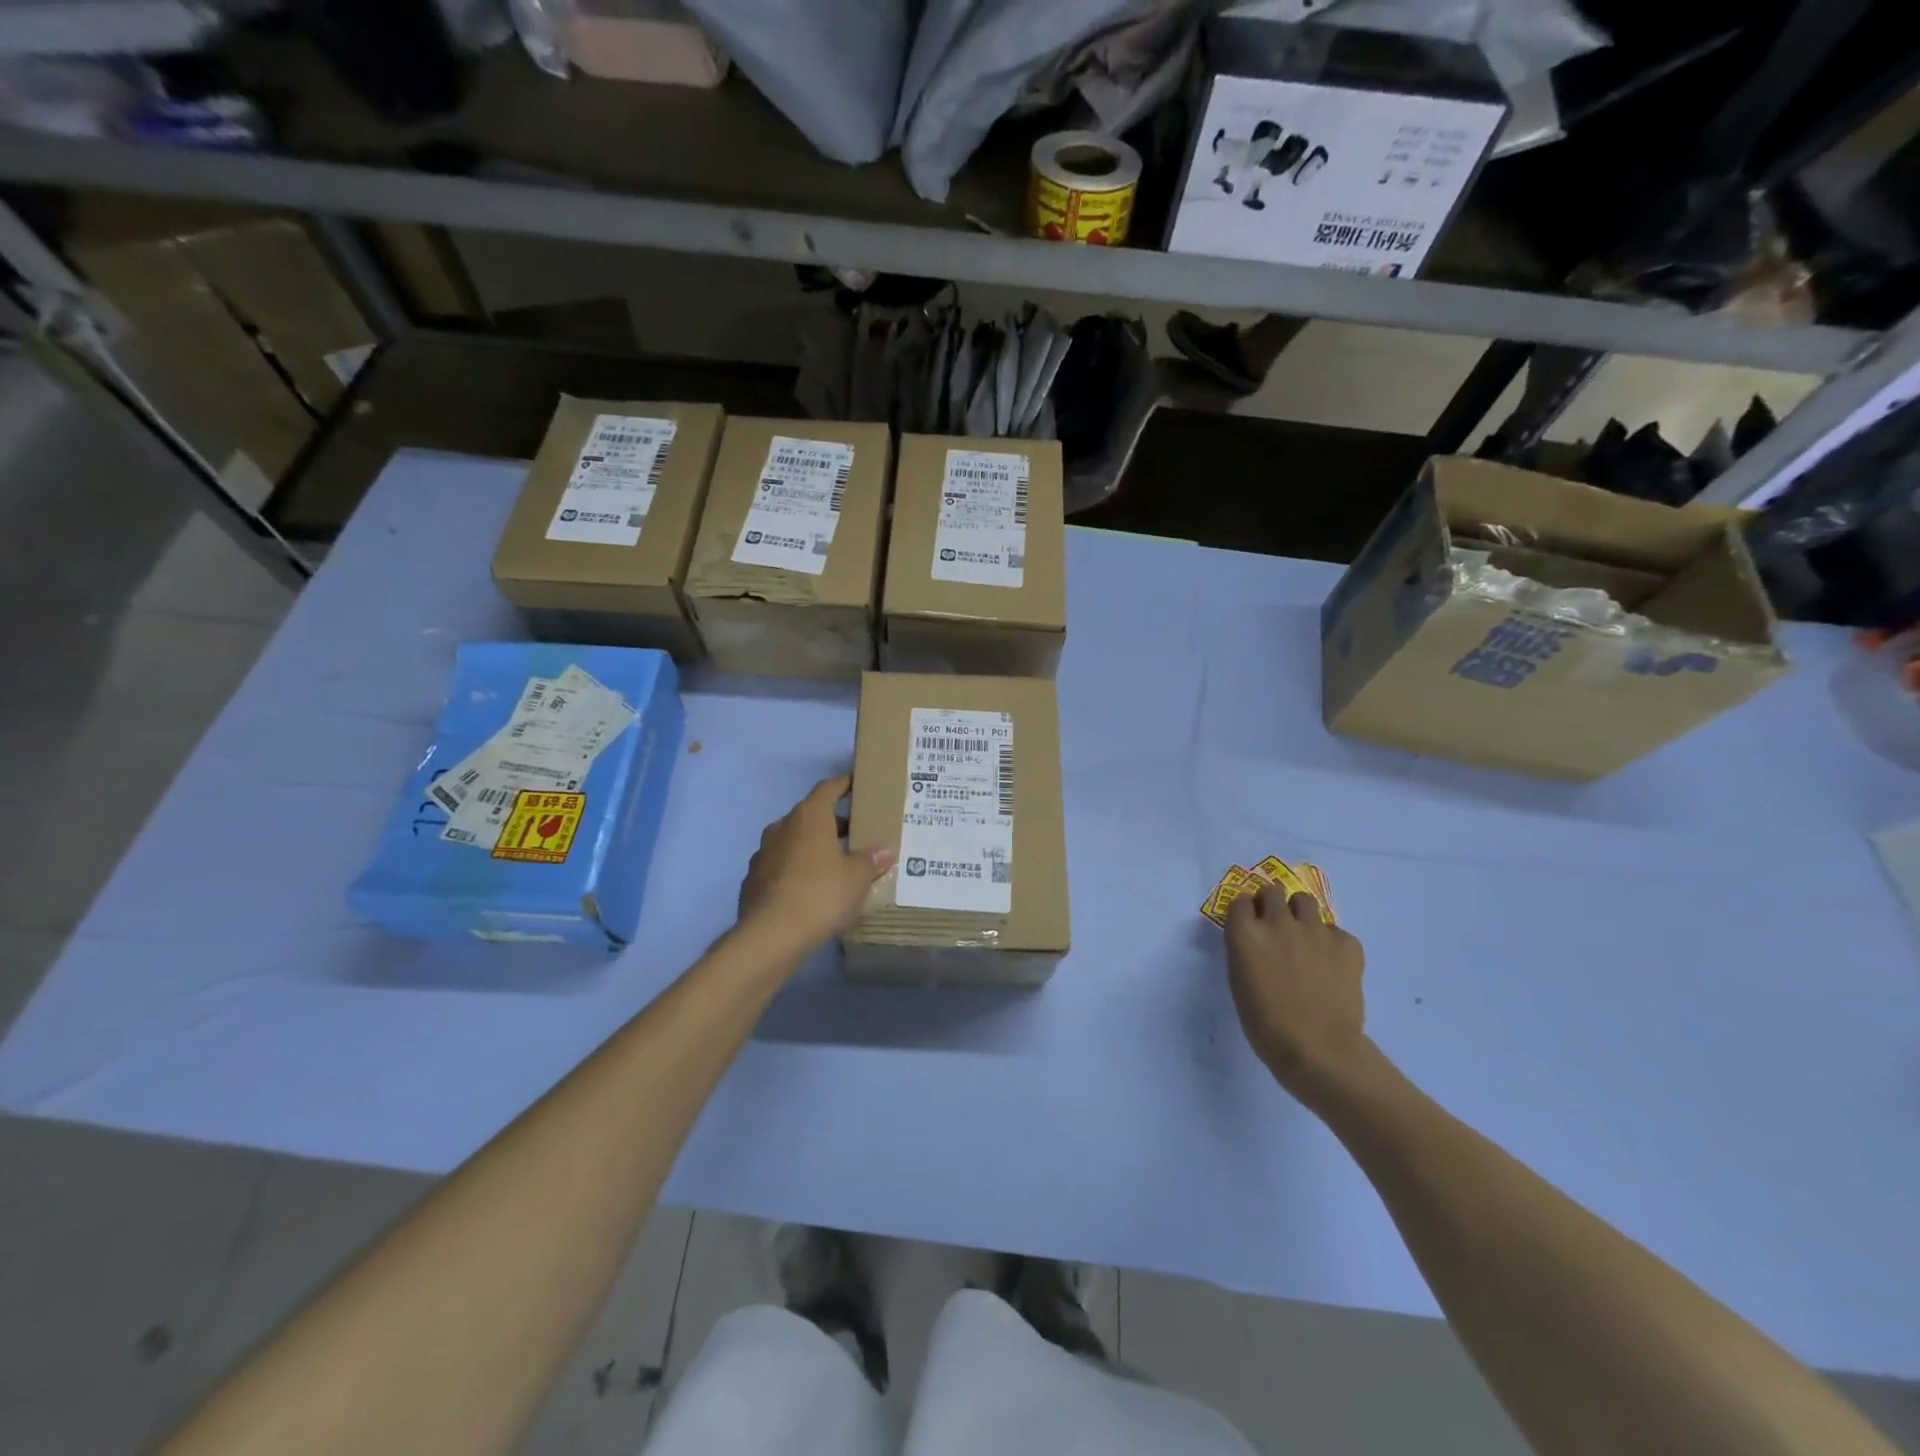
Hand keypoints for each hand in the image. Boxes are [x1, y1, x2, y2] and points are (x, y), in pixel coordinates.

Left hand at [737, 775, 895, 955]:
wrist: (771, 936)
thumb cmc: (821, 894)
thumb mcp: (857, 877)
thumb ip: (871, 860)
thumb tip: (885, 850)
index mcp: (809, 816)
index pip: (828, 788)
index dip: (844, 784)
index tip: (858, 783)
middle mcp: (782, 827)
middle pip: (810, 816)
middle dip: (832, 823)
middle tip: (856, 837)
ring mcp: (763, 854)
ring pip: (793, 842)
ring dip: (813, 848)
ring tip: (835, 866)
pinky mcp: (753, 881)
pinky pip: (781, 867)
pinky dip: (796, 871)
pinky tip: (810, 891)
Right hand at [1225, 884, 1368, 1103]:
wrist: (1318, 1050)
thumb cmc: (1266, 1025)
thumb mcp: (1239, 983)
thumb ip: (1244, 951)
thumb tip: (1254, 941)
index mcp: (1245, 934)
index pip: (1239, 900)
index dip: (1245, 911)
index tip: (1249, 924)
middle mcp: (1278, 922)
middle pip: (1272, 891)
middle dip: (1271, 904)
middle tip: (1275, 926)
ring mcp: (1315, 930)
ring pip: (1305, 901)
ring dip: (1300, 914)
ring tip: (1304, 938)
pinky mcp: (1346, 943)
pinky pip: (1335, 931)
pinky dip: (1331, 943)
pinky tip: (1331, 966)